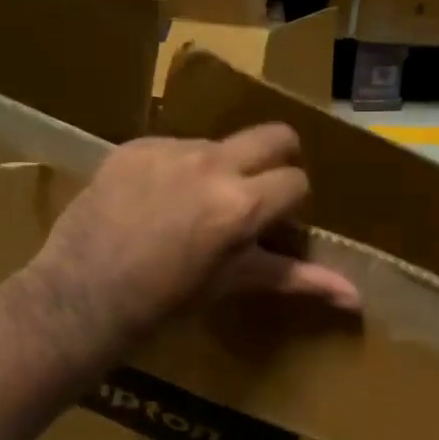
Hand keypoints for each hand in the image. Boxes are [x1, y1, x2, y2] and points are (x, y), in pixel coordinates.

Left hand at [24, 124, 360, 350]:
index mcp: (242, 204)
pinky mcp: (134, 146)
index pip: (297, 181)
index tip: (274, 226)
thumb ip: (297, 280)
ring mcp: (169, 149)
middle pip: (275, 136)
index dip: (291, 204)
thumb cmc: (166, 304)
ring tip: (193, 208)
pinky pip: (174, 146)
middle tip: (257, 194)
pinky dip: (177, 169)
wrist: (82, 296)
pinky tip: (153, 202)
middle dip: (278, 160)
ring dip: (222, 168)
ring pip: (220, 143)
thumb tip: (357, 299)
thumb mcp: (233, 285)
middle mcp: (212, 163)